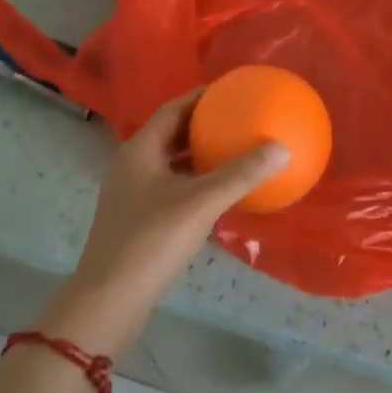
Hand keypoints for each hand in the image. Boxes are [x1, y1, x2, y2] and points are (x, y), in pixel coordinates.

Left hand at [45, 89, 287, 355]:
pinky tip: (222, 193)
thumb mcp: (201, 203)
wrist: (109, 301)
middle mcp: (133, 166)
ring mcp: (133, 195)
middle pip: (172, 134)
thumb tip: (282, 148)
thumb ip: (241, 174)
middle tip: (240, 118)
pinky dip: (197, 182)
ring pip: (172, 163)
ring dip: (201, 155)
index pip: (173, 109)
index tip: (232, 90)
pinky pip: (173, 188)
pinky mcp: (138, 220)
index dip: (201, 97)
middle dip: (204, 125)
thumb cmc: (151, 241)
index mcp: (140, 150)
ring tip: (236, 149)